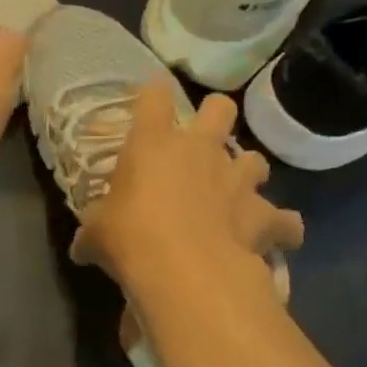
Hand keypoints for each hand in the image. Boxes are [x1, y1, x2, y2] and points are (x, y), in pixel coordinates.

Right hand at [72, 78, 303, 295]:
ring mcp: (237, 179)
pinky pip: (286, 220)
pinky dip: (283, 228)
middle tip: (205, 140)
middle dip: (216, 116)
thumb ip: (92, 234)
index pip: (153, 97)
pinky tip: (276, 239)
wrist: (185, 270)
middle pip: (220, 107)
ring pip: (256, 159)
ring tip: (238, 195)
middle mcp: (201, 150)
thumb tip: (80, 249)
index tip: (150, 102)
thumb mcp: (96, 235)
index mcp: (153, 144)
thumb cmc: (130, 238)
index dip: (152, 95)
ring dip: (247, 174)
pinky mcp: (264, 214)